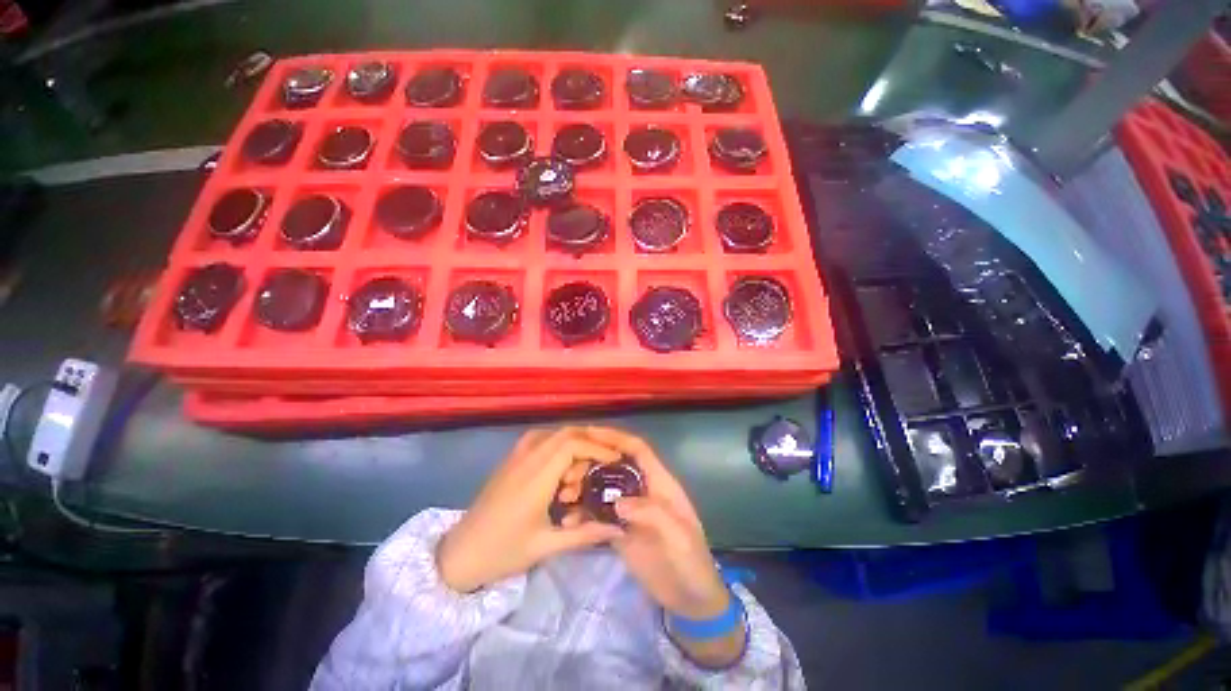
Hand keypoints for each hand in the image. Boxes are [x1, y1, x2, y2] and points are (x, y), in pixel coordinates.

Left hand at [437, 428, 623, 592]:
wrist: (459, 554)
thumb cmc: (503, 552)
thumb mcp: (547, 546)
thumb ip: (586, 534)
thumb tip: (619, 528)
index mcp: (536, 477)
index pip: (572, 445)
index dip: (597, 447)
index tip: (615, 459)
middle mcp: (527, 458)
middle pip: (565, 433)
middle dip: (590, 443)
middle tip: (605, 462)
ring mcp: (516, 456)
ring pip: (553, 434)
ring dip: (573, 443)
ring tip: (582, 468)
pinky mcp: (510, 460)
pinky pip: (539, 439)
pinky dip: (557, 444)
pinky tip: (560, 466)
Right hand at [580, 427, 728, 620]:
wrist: (691, 600)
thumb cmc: (692, 562)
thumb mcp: (680, 537)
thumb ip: (653, 514)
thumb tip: (619, 502)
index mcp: (660, 483)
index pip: (638, 450)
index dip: (617, 437)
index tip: (591, 432)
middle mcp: (642, 490)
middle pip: (615, 465)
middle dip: (593, 461)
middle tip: (568, 470)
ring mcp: (630, 510)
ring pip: (603, 489)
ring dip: (584, 488)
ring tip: (563, 494)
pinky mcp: (620, 531)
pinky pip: (598, 515)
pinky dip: (583, 515)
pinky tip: (568, 521)